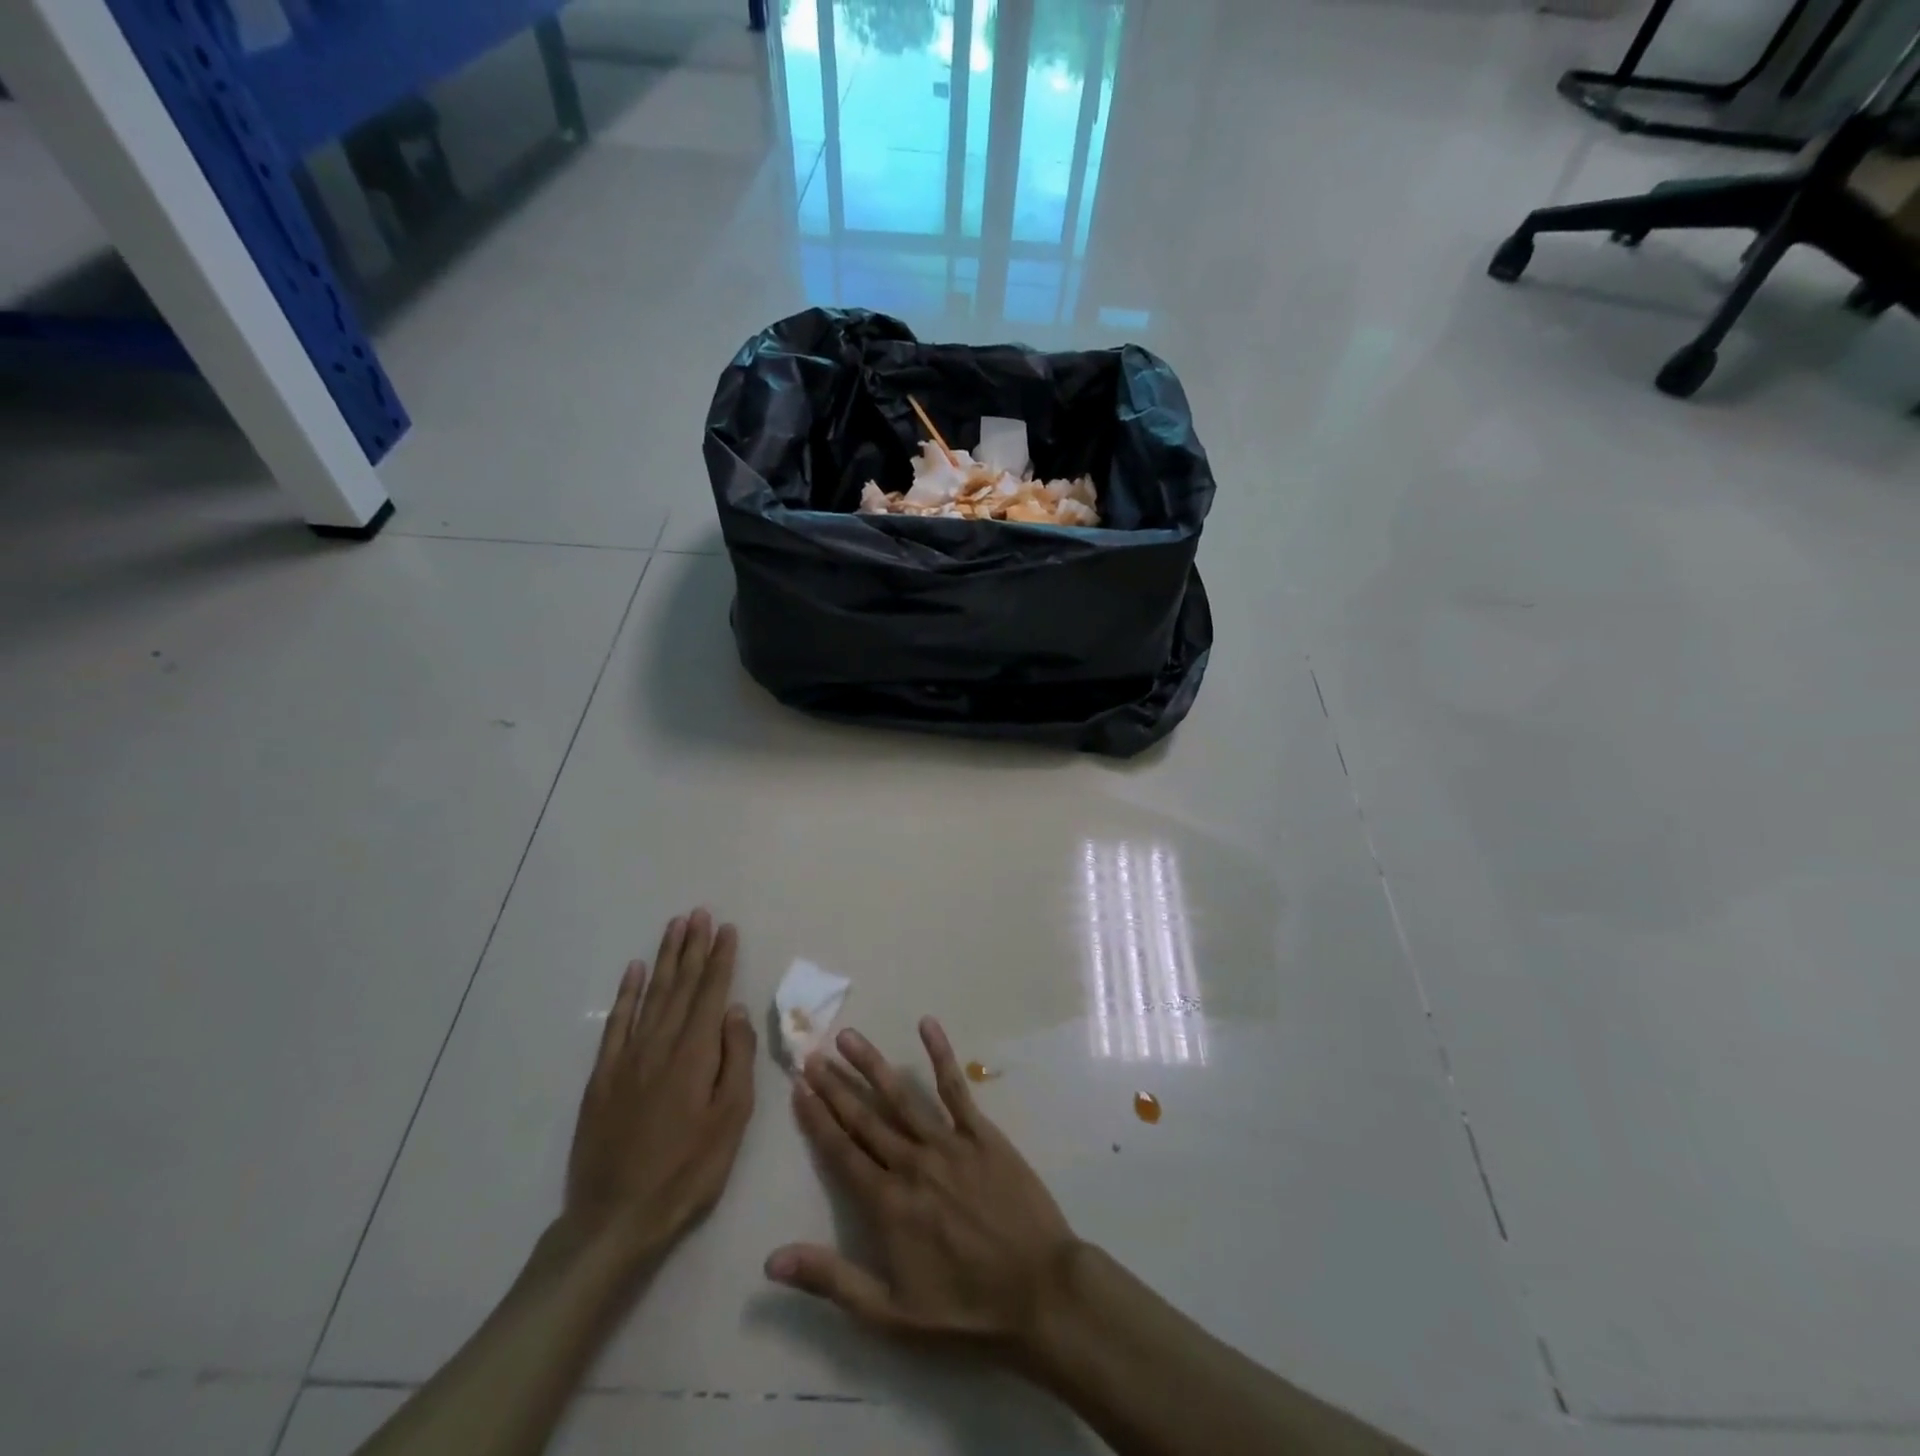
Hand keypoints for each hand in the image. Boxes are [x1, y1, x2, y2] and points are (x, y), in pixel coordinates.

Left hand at [563, 909, 755, 1267]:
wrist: (616, 1218)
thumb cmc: (687, 1171)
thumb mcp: (730, 1119)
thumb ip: (735, 1059)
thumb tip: (735, 1010)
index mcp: (695, 1053)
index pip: (711, 992)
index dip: (720, 958)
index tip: (727, 928)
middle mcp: (660, 1044)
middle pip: (680, 985)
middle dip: (693, 947)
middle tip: (700, 914)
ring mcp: (627, 1058)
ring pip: (650, 995)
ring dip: (664, 958)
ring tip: (675, 927)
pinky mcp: (602, 1077)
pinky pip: (616, 1023)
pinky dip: (626, 994)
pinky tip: (634, 971)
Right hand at [765, 1017, 1080, 1359]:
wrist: (1039, 1291)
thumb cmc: (964, 1309)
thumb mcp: (890, 1313)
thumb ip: (831, 1280)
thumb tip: (771, 1260)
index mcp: (887, 1203)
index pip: (841, 1151)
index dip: (817, 1118)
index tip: (798, 1087)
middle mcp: (911, 1163)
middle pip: (865, 1117)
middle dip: (835, 1085)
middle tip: (811, 1054)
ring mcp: (948, 1143)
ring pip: (901, 1096)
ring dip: (872, 1065)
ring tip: (848, 1037)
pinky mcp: (982, 1133)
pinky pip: (956, 1088)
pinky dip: (940, 1055)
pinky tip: (927, 1024)